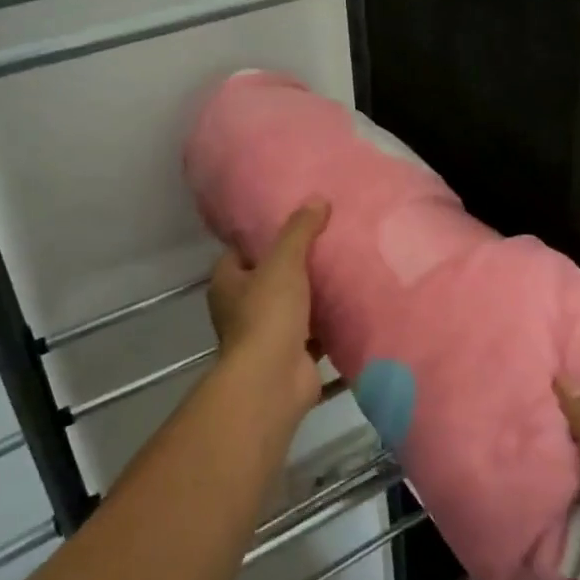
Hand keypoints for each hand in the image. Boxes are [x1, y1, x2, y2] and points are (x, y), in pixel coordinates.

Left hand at [208, 201, 330, 415]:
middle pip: (270, 278)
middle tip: (327, 242)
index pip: (243, 251)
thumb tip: (318, 199)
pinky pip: (313, 333)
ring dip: (313, 296)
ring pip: (292, 306)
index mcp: (227, 283)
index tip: (295, 222)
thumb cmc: (268, 313)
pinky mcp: (291, 356)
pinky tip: (352, 305)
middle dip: (295, 266)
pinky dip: (329, 323)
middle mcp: (240, 308)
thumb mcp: (283, 262)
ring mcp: (265, 334)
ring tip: (345, 269)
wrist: (273, 380)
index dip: (265, 237)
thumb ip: (299, 230)